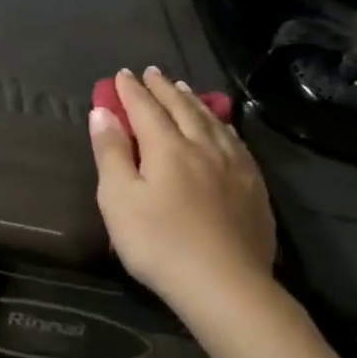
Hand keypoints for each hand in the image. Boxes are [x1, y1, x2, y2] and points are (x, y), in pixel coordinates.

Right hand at [88, 67, 277, 330]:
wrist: (225, 285)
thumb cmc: (159, 243)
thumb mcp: (118, 199)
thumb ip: (110, 153)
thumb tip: (103, 112)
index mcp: (167, 147)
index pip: (145, 109)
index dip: (131, 91)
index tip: (121, 74)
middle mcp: (203, 147)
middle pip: (182, 108)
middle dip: (164, 88)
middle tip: (152, 72)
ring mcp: (234, 166)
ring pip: (212, 122)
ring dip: (194, 102)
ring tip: (184, 90)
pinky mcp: (254, 188)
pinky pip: (236, 142)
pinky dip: (222, 125)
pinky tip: (222, 129)